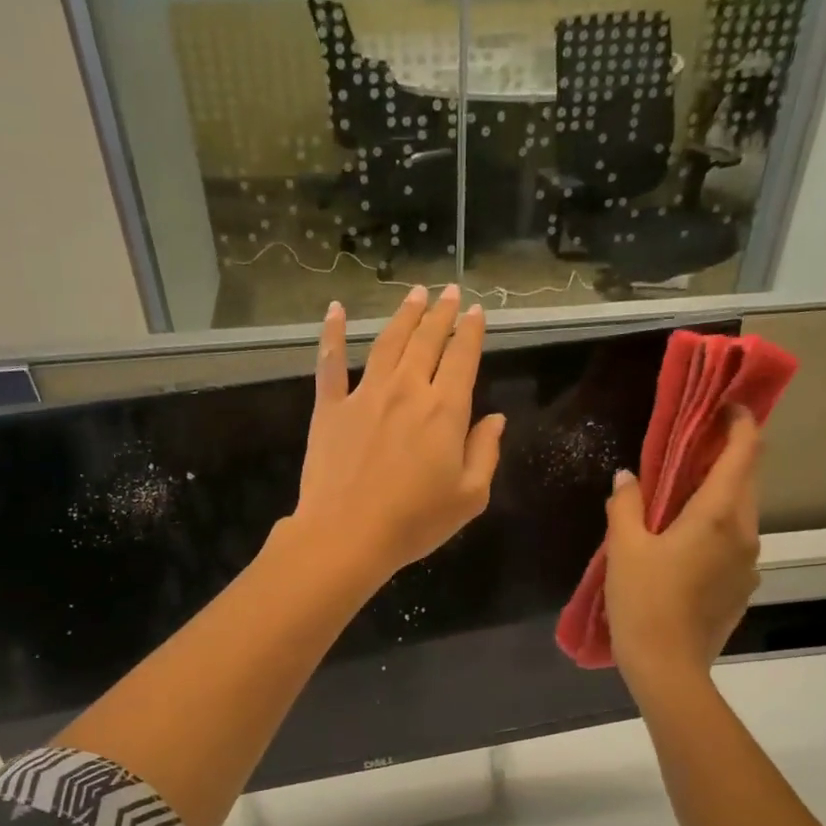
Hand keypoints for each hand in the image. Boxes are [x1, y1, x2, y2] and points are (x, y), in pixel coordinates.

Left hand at [290, 285, 505, 586]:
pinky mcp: (330, 408)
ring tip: (414, 293)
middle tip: (447, 291)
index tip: (475, 312)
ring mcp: (365, 395)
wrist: (347, 535)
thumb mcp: (469, 497)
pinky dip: (332, 334)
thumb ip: (485, 452)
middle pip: (427, 341)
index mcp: (444, 411)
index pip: (462, 359)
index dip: (471, 332)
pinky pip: (330, 363)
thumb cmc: (414, 523)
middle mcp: (406, 390)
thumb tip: (494, 419)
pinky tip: (334, 310)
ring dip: (403, 315)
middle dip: (440, 313)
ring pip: (387, 342)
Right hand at [604, 405, 762, 688]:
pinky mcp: (742, 588)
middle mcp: (745, 532)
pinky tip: (683, 547)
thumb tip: (627, 478)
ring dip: (718, 497)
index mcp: (719, 514)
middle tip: (689, 451)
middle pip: (747, 480)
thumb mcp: (625, 548)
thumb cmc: (644, 601)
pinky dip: (716, 529)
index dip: (741, 422)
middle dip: (725, 458)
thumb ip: (627, 505)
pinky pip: (734, 544)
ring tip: (680, 501)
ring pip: (741, 514)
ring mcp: (748, 563)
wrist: (668, 667)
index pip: (745, 451)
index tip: (725, 406)